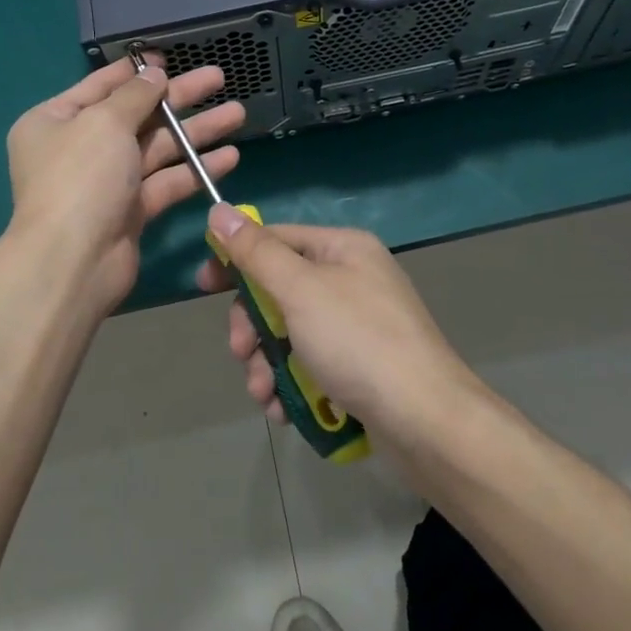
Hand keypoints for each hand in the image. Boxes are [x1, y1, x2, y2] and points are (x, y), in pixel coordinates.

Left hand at [6, 57, 244, 324]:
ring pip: (157, 148)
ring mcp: (106, 182)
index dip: (136, 72)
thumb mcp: (105, 122)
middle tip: (218, 78)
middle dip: (178, 98)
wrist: (73, 262)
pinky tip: (229, 157)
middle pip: (136, 115)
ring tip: (237, 113)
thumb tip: (153, 74)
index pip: (100, 86)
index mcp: (56, 121)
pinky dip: (195, 169)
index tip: (169, 59)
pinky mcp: (130, 211)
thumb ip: (135, 94)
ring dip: (195, 132)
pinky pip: (166, 181)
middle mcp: (79, 148)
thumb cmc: (81, 177)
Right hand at [196, 205, 477, 434]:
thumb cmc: (358, 342)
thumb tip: (219, 209)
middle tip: (241, 353)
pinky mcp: (361, 366)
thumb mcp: (299, 290)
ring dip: (267, 363)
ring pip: (291, 332)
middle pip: (280, 290)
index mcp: (343, 248)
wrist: (426, 421)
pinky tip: (284, 410)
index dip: (236, 258)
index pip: (276, 238)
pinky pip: (311, 363)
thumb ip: (256, 252)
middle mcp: (352, 279)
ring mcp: (358, 324)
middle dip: (254, 326)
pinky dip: (292, 384)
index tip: (203, 286)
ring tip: (264, 395)